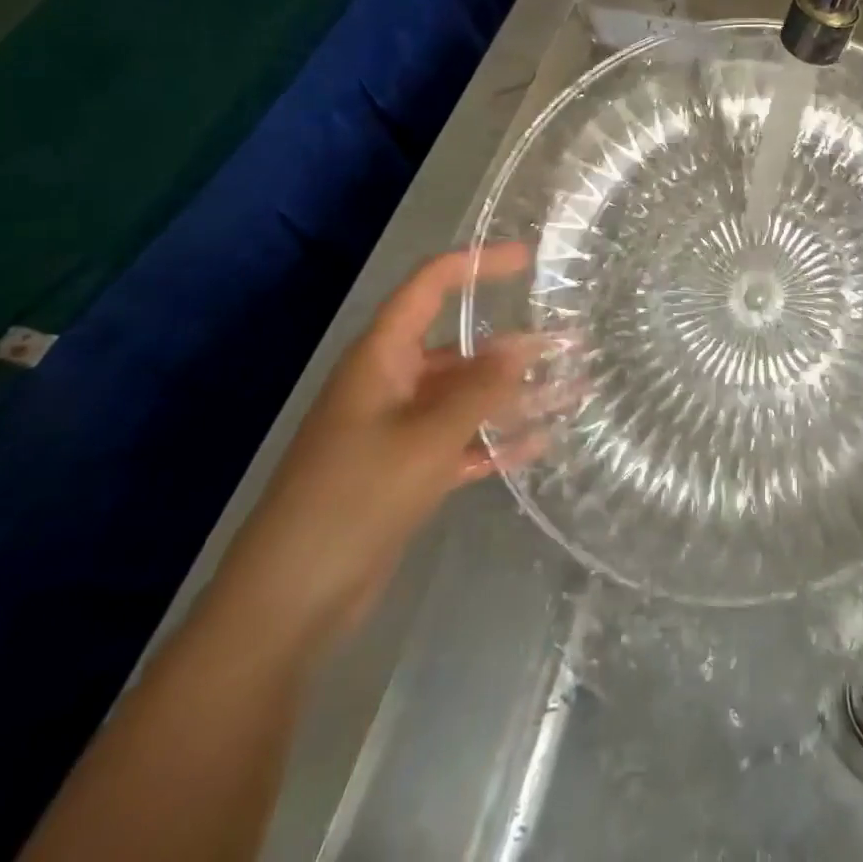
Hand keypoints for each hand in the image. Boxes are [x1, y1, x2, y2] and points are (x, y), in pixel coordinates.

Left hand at [208, 246, 551, 650]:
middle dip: (514, 345)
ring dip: (514, 395)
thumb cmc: (354, 499)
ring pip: (466, 399)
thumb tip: (526, 344)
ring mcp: (398, 430)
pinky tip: (541, 443)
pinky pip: (461, 442)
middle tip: (572, 341)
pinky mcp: (405, 473)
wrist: (289, 603)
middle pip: (460, 348)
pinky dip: (496, 441)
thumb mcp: (426, 438)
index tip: (528, 259)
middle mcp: (391, 384)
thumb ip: (480, 390)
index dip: (476, 264)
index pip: (430, 287)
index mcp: (382, 358)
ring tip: (573, 389)